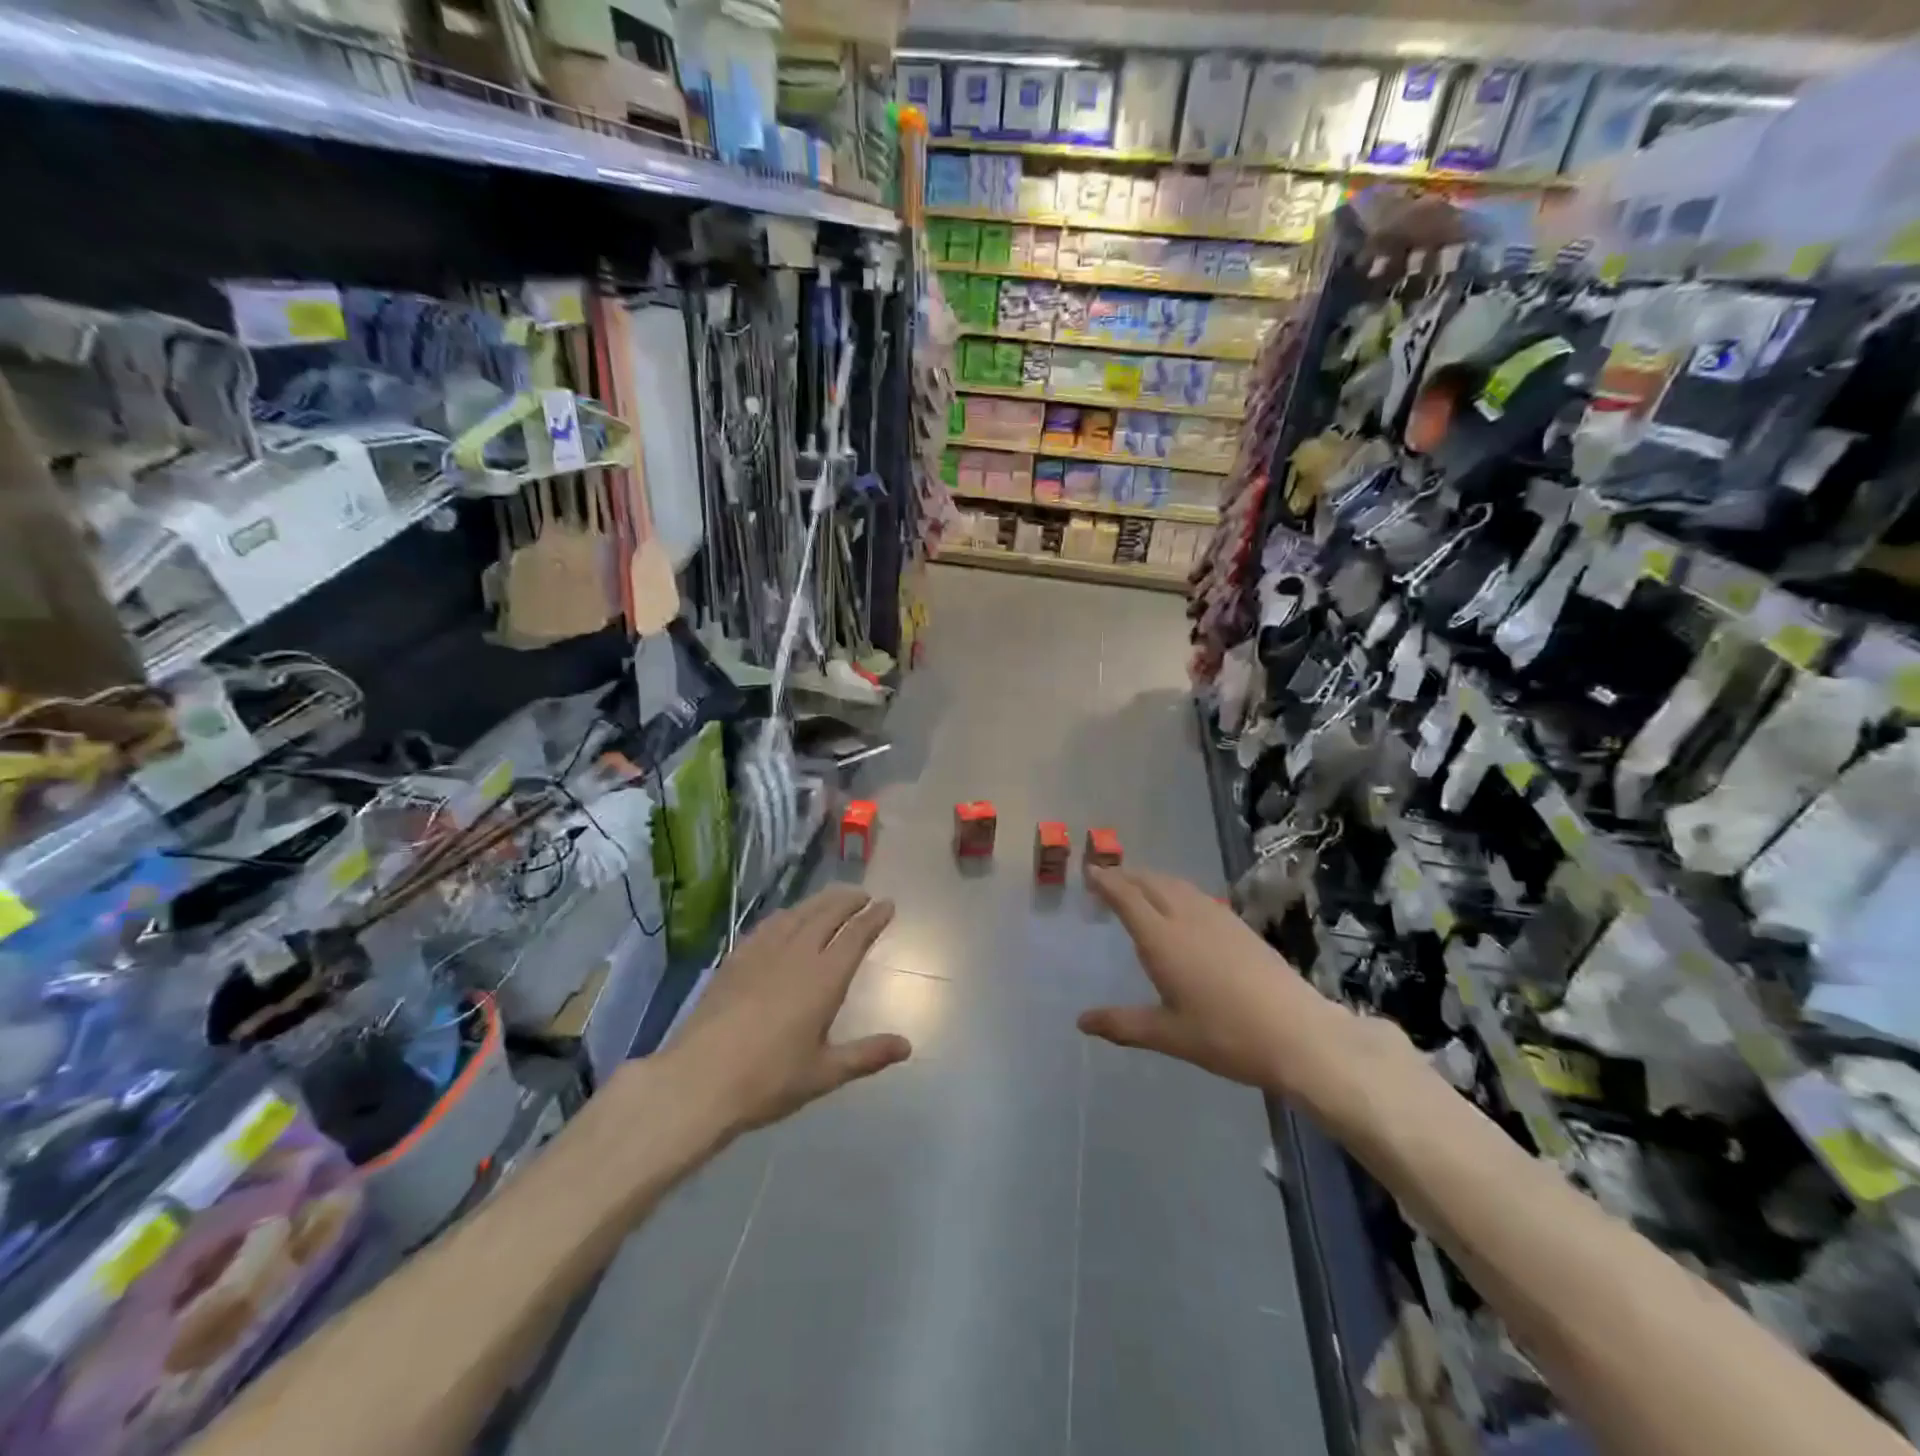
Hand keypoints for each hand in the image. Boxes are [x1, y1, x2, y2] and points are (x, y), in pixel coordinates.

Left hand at [664, 886, 911, 1137]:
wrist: (699, 1079)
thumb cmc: (768, 1079)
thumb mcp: (824, 1073)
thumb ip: (866, 1055)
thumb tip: (907, 1045)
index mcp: (824, 979)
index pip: (856, 936)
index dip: (873, 918)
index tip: (887, 904)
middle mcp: (797, 955)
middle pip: (827, 914)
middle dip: (848, 900)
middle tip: (862, 894)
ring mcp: (762, 953)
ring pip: (797, 914)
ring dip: (819, 901)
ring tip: (831, 898)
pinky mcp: (736, 959)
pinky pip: (768, 925)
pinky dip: (787, 914)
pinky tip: (786, 919)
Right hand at [1080, 866, 1399, 1122]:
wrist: (1298, 1034)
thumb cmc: (1226, 1036)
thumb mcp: (1169, 1035)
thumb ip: (1123, 1024)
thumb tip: (1081, 1022)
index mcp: (1163, 939)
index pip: (1127, 898)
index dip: (1106, 882)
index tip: (1089, 872)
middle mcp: (1187, 918)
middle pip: (1151, 883)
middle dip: (1126, 875)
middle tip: (1107, 877)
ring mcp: (1217, 918)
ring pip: (1176, 885)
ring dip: (1152, 879)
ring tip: (1138, 885)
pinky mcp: (1240, 926)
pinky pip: (1197, 894)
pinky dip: (1176, 889)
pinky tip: (1181, 904)